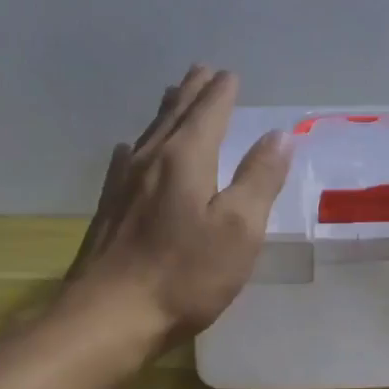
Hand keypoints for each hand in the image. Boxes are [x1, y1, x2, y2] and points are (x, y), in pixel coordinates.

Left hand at [66, 66, 291, 347]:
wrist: (108, 317)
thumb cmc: (185, 274)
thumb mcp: (239, 229)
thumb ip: (260, 179)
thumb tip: (280, 135)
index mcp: (186, 158)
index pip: (209, 112)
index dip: (222, 92)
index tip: (230, 75)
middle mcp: (151, 160)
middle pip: (175, 115)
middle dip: (192, 92)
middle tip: (201, 70)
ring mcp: (123, 184)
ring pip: (149, 134)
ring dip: (166, 112)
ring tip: (173, 96)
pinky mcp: (108, 209)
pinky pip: (126, 161)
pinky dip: (138, 146)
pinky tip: (129, 151)